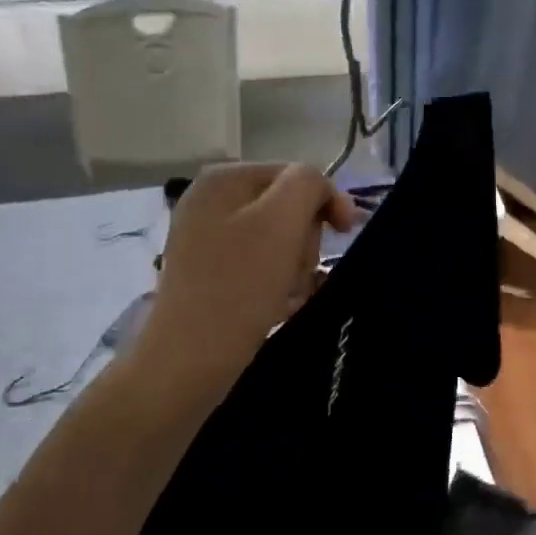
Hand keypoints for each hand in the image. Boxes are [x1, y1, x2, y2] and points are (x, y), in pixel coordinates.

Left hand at [129, 163, 357, 404]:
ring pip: (279, 241)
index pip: (295, 174)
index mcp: (223, 179)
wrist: (190, 360)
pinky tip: (281, 306)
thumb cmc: (240, 284)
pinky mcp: (211, 276)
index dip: (326, 200)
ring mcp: (207, 241)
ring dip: (297, 267)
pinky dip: (279, 284)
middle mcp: (210, 203)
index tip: (346, 233)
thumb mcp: (282, 220)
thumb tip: (320, 190)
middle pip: (287, 208)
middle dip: (306, 240)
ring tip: (292, 294)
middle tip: (303, 271)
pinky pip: (261, 267)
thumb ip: (308, 184)